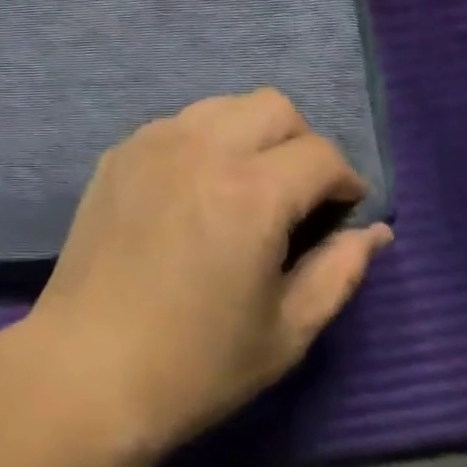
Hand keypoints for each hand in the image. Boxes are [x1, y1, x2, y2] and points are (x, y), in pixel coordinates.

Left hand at [21, 88, 391, 458]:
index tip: (343, 211)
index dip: (345, 181)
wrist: (90, 362)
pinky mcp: (121, 149)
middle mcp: (202, 146)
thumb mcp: (287, 331)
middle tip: (299, 194)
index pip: (320, 153)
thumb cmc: (197, 361)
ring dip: (250, 133)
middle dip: (301, 142)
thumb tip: (376, 232)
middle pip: (273, 105)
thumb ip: (339, 271)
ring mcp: (154, 139)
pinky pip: (178, 123)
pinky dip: (203, 142)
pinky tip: (195, 191)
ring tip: (246, 187)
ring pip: (222, 104)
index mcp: (251, 191)